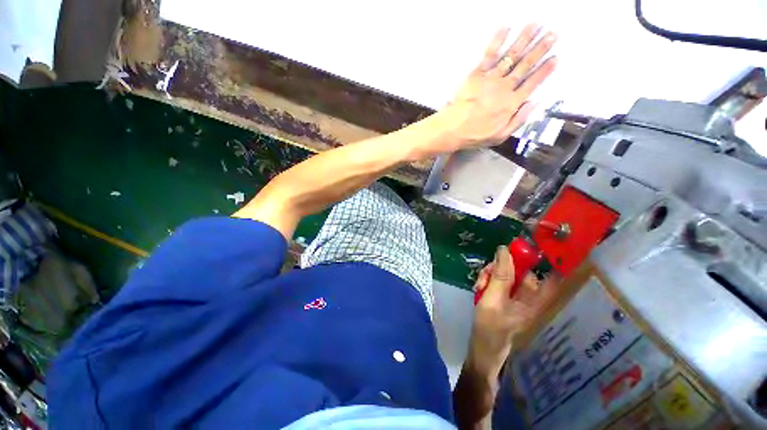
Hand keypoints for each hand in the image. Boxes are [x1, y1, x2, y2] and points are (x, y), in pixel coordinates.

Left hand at [440, 24, 557, 151]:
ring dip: (525, 39)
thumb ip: (518, 120)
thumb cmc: (474, 135)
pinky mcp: (476, 74)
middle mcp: (504, 88)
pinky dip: (498, 40)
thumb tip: (534, 103)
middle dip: (540, 49)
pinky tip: (506, 27)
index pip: (532, 83)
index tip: (555, 58)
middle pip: (525, 65)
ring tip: (536, 25)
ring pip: (511, 56)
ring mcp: (491, 79)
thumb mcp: (499, 136)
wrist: (453, 129)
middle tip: (552, 34)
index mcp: (511, 104)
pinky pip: (489, 54)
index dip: (544, 70)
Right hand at [467, 245, 557, 376]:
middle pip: (520, 271)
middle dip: (500, 268)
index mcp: (534, 299)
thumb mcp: (493, 298)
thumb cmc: (490, 327)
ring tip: (478, 285)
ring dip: (490, 275)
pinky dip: (488, 281)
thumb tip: (504, 250)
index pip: (549, 276)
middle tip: (485, 274)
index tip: (525, 247)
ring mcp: (515, 297)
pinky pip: (499, 282)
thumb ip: (500, 275)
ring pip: (506, 274)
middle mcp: (528, 297)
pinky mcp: (504, 298)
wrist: (481, 348)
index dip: (543, 259)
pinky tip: (478, 287)